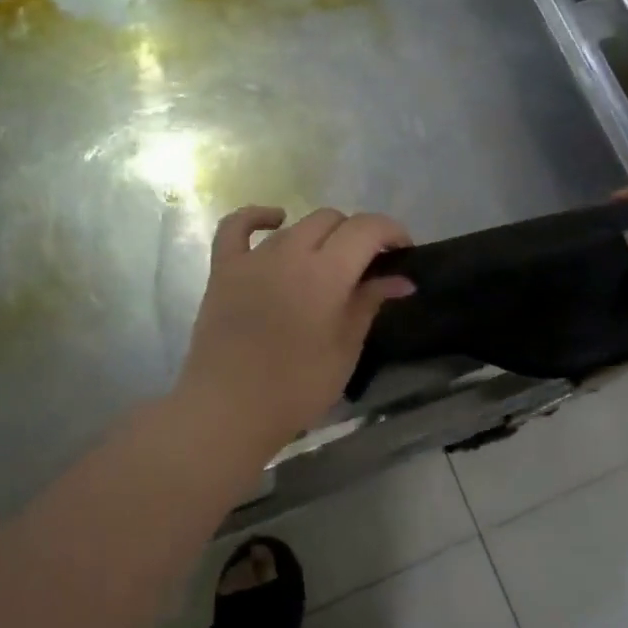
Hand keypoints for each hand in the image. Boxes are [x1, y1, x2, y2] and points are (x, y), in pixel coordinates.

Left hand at [176, 206, 414, 457]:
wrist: (228, 410)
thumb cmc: (296, 388)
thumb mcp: (345, 349)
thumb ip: (370, 303)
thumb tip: (400, 279)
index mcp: (325, 272)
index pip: (366, 228)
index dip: (391, 231)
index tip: (403, 252)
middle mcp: (289, 252)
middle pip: (332, 220)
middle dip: (358, 235)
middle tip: (368, 267)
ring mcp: (253, 258)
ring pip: (295, 226)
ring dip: (319, 237)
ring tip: (327, 266)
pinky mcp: (224, 269)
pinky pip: (237, 227)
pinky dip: (258, 217)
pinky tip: (275, 220)